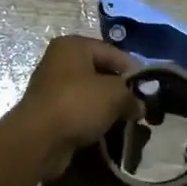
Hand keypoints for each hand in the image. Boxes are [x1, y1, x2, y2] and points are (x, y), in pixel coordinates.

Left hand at [6, 35, 137, 179]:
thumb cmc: (77, 104)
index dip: (132, 70)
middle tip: (138, 107)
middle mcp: (60, 61)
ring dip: (107, 107)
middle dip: (120, 91)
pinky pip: (79, 111)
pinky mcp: (50, 112)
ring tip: (126, 121)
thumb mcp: (114, 95)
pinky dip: (92, 120)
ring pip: (90, 94)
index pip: (112, 52)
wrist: (38, 139)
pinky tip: (106, 131)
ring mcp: (52, 87)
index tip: (148, 90)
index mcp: (73, 46)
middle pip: (100, 72)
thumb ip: (131, 96)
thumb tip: (140, 107)